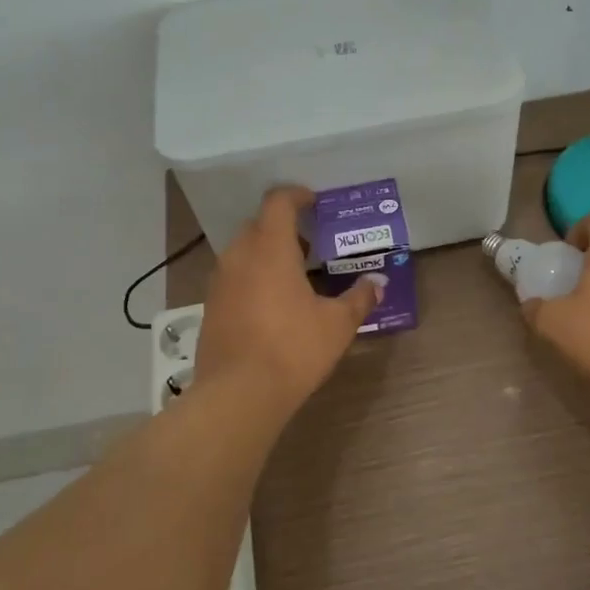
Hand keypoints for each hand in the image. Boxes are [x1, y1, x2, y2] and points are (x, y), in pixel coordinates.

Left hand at [195, 187, 382, 412]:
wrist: (238, 394)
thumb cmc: (293, 349)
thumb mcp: (337, 325)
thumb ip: (359, 298)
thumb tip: (378, 283)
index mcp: (270, 248)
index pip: (278, 202)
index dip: (297, 196)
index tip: (315, 203)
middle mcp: (239, 256)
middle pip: (259, 224)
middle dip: (284, 227)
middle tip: (312, 245)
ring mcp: (219, 281)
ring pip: (244, 251)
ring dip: (267, 253)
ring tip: (295, 275)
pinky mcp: (211, 307)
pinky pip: (234, 277)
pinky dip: (253, 277)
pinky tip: (273, 304)